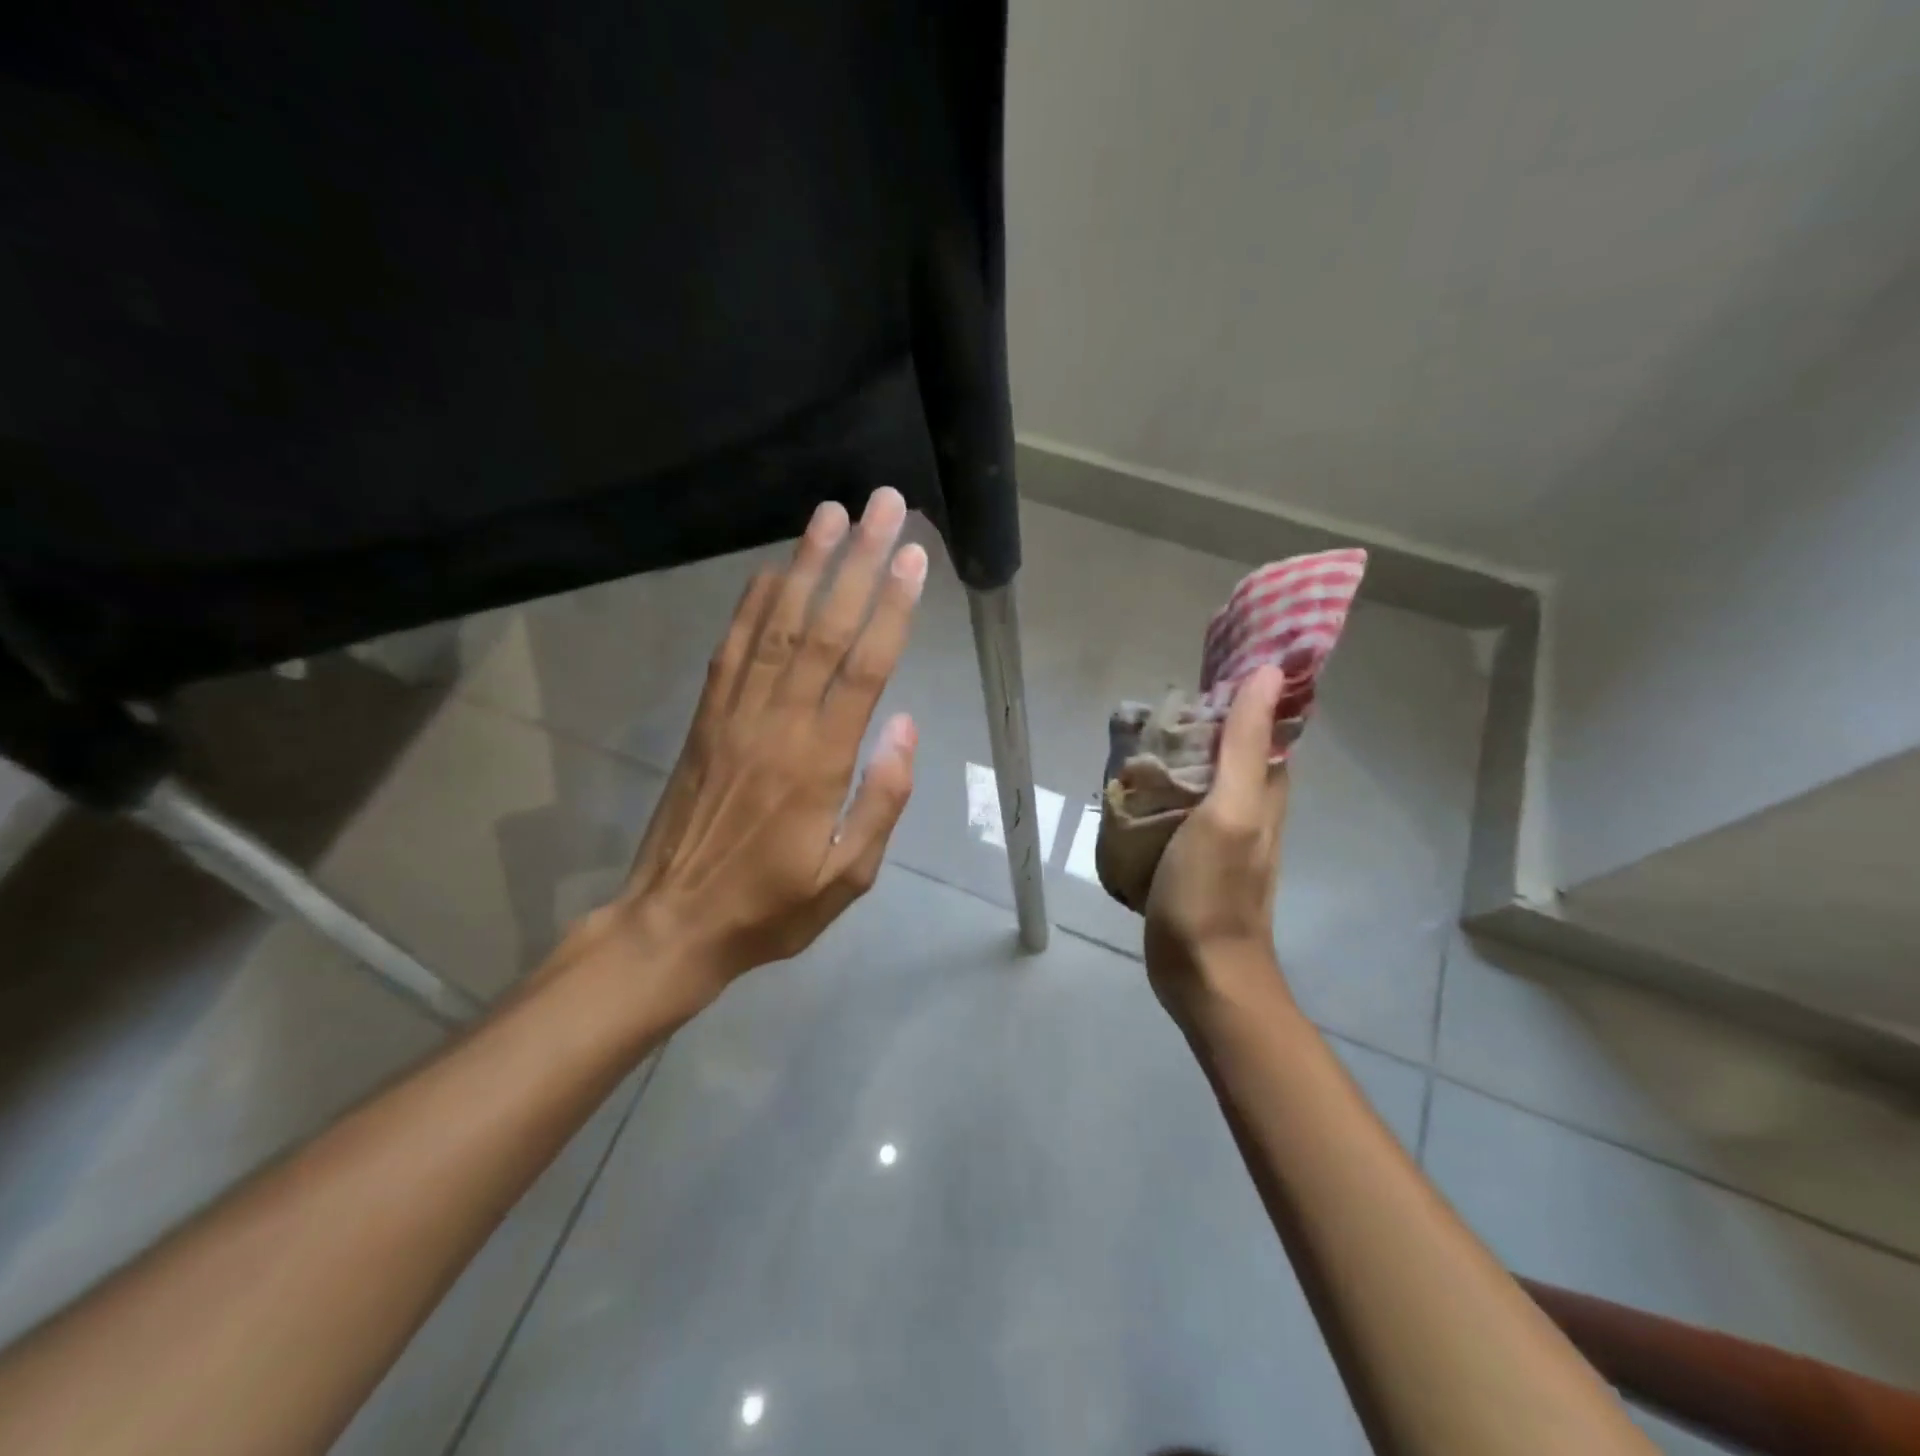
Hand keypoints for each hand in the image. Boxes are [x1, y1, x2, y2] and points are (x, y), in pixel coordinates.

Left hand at [590, 487, 925, 1015]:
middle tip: (883, 507)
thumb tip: (905, 727)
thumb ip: (881, 800)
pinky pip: (731, 649)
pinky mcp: (706, 719)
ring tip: (832, 514)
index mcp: (819, 763)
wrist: (673, 923)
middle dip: (858, 562)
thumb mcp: (846, 877)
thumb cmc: (770, 908)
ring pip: (775, 625)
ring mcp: (734, 716)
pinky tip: (772, 570)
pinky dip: (752, 604)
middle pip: (822, 628)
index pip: (863, 669)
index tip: (914, 558)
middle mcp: (776, 724)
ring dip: (806, 565)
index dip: (892, 609)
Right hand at [1143, 663, 1290, 1012]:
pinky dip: (1160, 789)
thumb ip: (1244, 745)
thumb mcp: (1230, 811)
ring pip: (1200, 778)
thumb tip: (1267, 673)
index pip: (1264, 725)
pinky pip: (1177, 807)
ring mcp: (1218, 833)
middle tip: (1156, 701)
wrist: (1201, 973)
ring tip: (1136, 736)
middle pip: (1228, 749)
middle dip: (1200, 721)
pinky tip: (1131, 786)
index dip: (1244, 691)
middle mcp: (1248, 807)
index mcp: (1265, 790)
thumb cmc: (1214, 890)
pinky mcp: (1191, 855)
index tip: (1208, 662)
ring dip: (1176, 754)